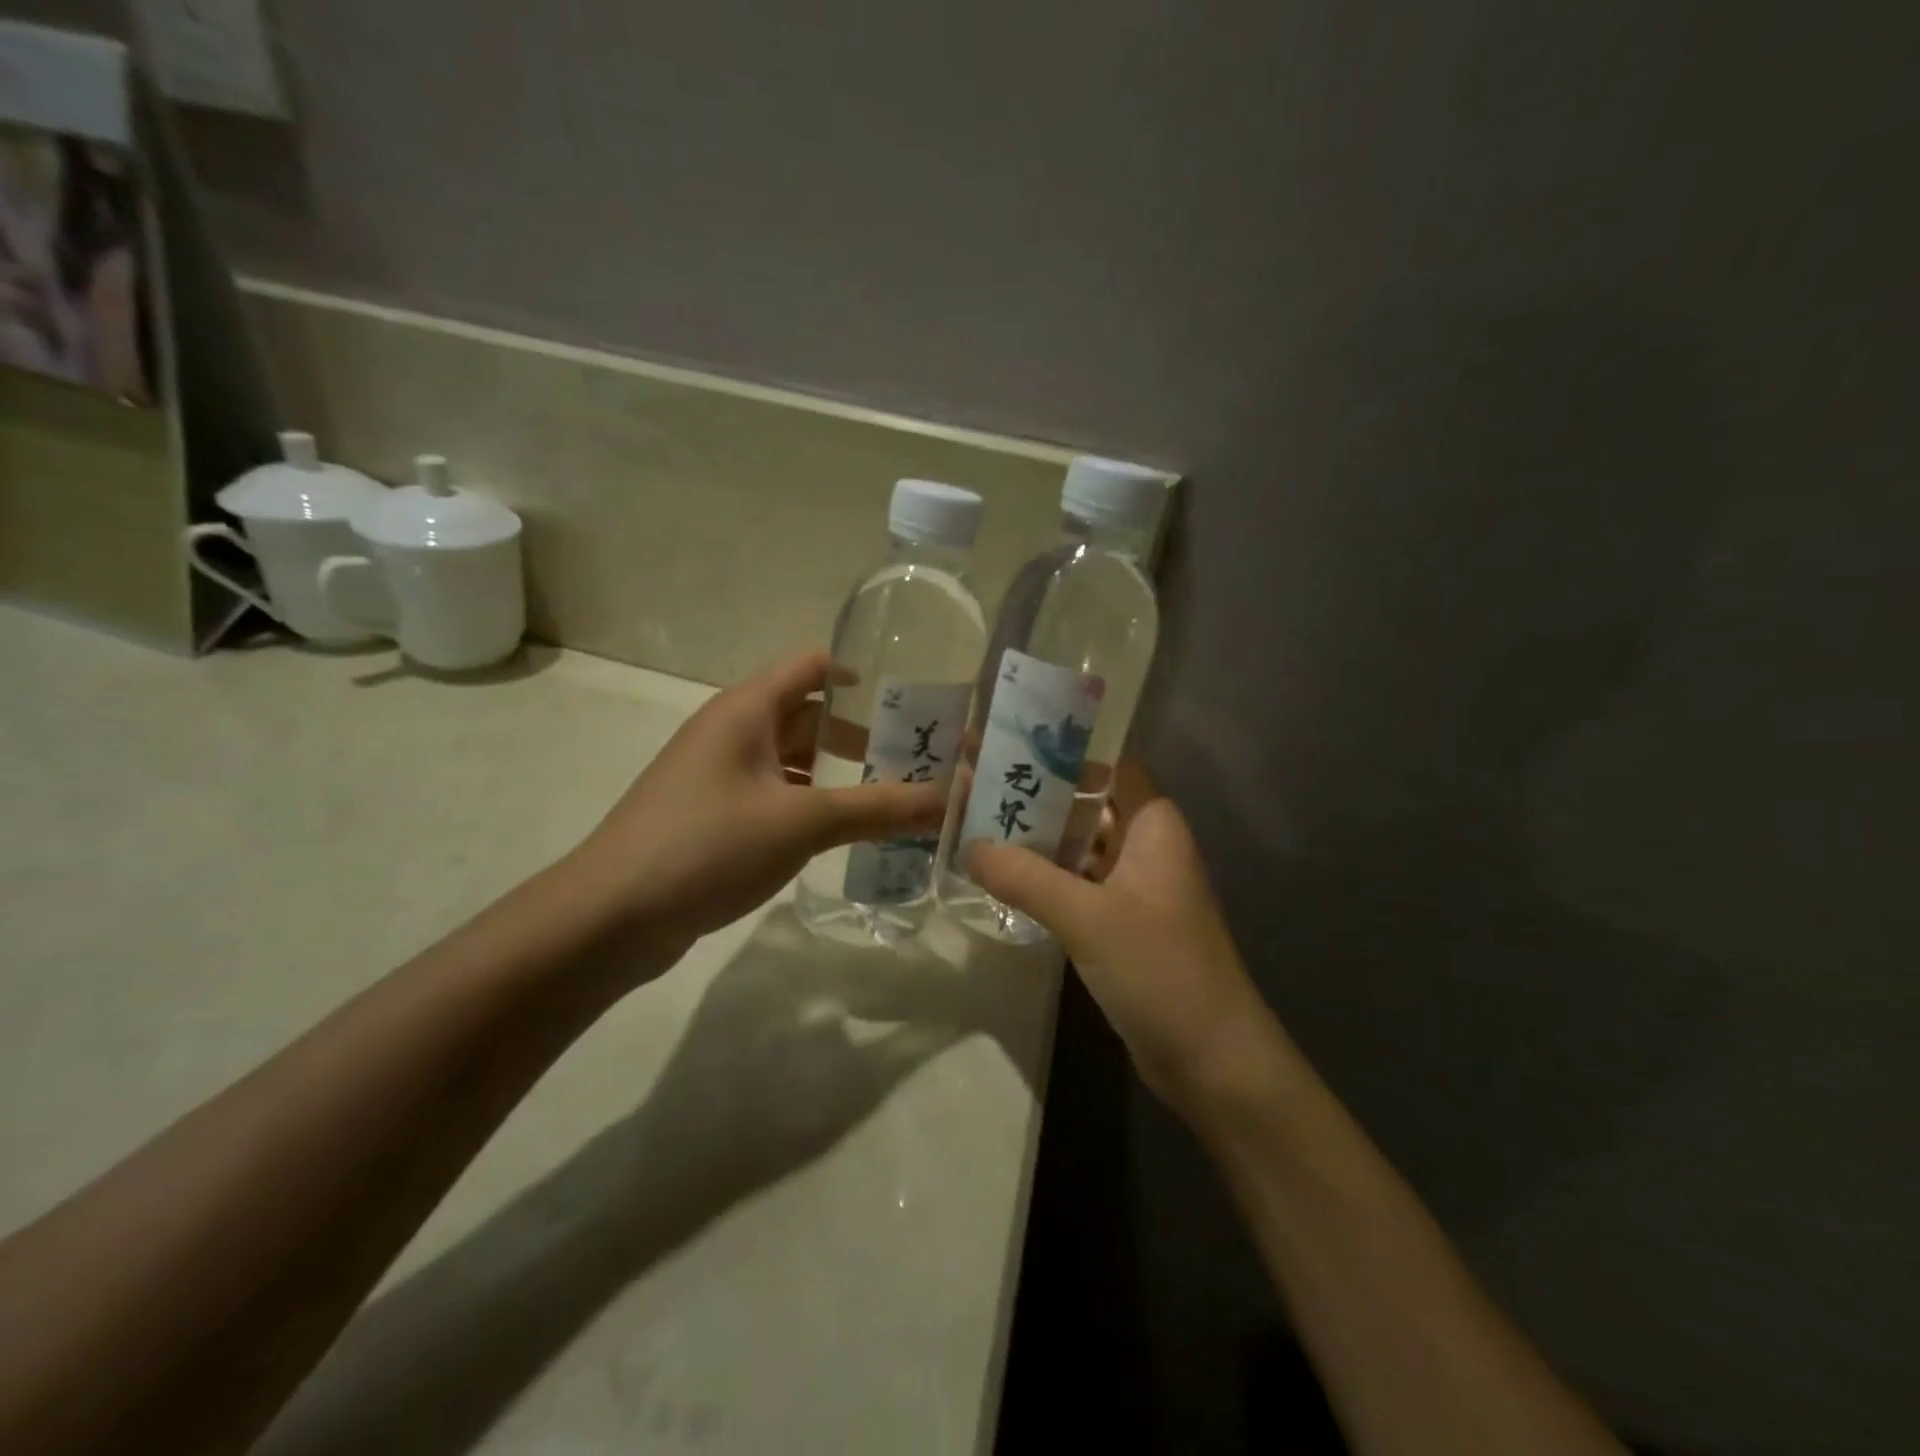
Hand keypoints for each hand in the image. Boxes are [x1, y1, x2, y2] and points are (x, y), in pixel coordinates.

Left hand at [569, 651, 944, 957]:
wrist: (610, 916)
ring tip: (888, 799)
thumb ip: (878, 808)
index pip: (812, 666)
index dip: (861, 674)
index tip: (909, 701)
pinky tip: (838, 834)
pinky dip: (808, 804)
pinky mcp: (711, 816)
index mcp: (747, 710)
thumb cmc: (707, 845)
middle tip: (915, 760)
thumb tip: (950, 798)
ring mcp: (717, 775)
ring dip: (835, 774)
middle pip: (806, 715)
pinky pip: (772, 795)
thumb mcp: (802, 823)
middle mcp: (731, 732)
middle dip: (859, 735)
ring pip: (789, 760)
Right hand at [966, 762, 1287, 1112]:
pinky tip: (1002, 876)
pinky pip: (1077, 884)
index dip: (1062, 748)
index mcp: (1152, 824)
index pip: (1107, 763)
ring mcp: (1134, 886)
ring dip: (1036, 837)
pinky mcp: (1121, 923)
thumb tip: (967, 845)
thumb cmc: (1160, 969)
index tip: (1008, 739)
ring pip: (1079, 845)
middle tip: (974, 780)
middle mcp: (1145, 845)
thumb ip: (1024, 877)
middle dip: (1036, 792)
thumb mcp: (1086, 917)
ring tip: (975, 821)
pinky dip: (1044, 876)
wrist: (1212, 1059)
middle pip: (1087, 802)